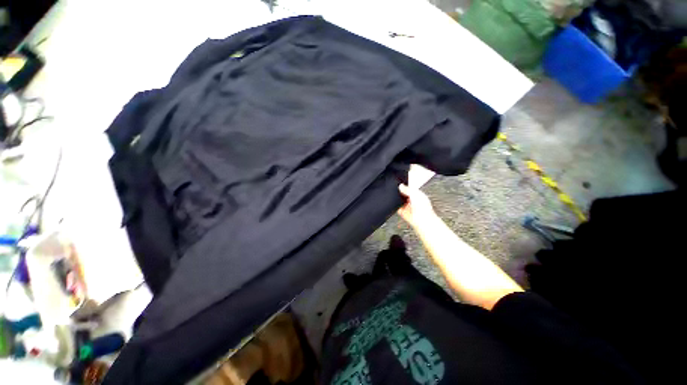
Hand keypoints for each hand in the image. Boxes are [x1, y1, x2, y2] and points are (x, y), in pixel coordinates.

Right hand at [398, 184, 435, 227]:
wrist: (421, 220)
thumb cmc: (424, 209)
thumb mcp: (415, 194)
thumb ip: (407, 189)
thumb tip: (401, 186)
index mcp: (418, 194)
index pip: (409, 188)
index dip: (405, 186)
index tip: (401, 184)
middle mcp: (412, 200)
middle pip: (403, 193)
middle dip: (400, 192)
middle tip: (399, 191)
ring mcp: (407, 205)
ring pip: (399, 199)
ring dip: (397, 198)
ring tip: (398, 198)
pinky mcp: (402, 211)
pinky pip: (396, 206)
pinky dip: (395, 205)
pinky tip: (396, 203)